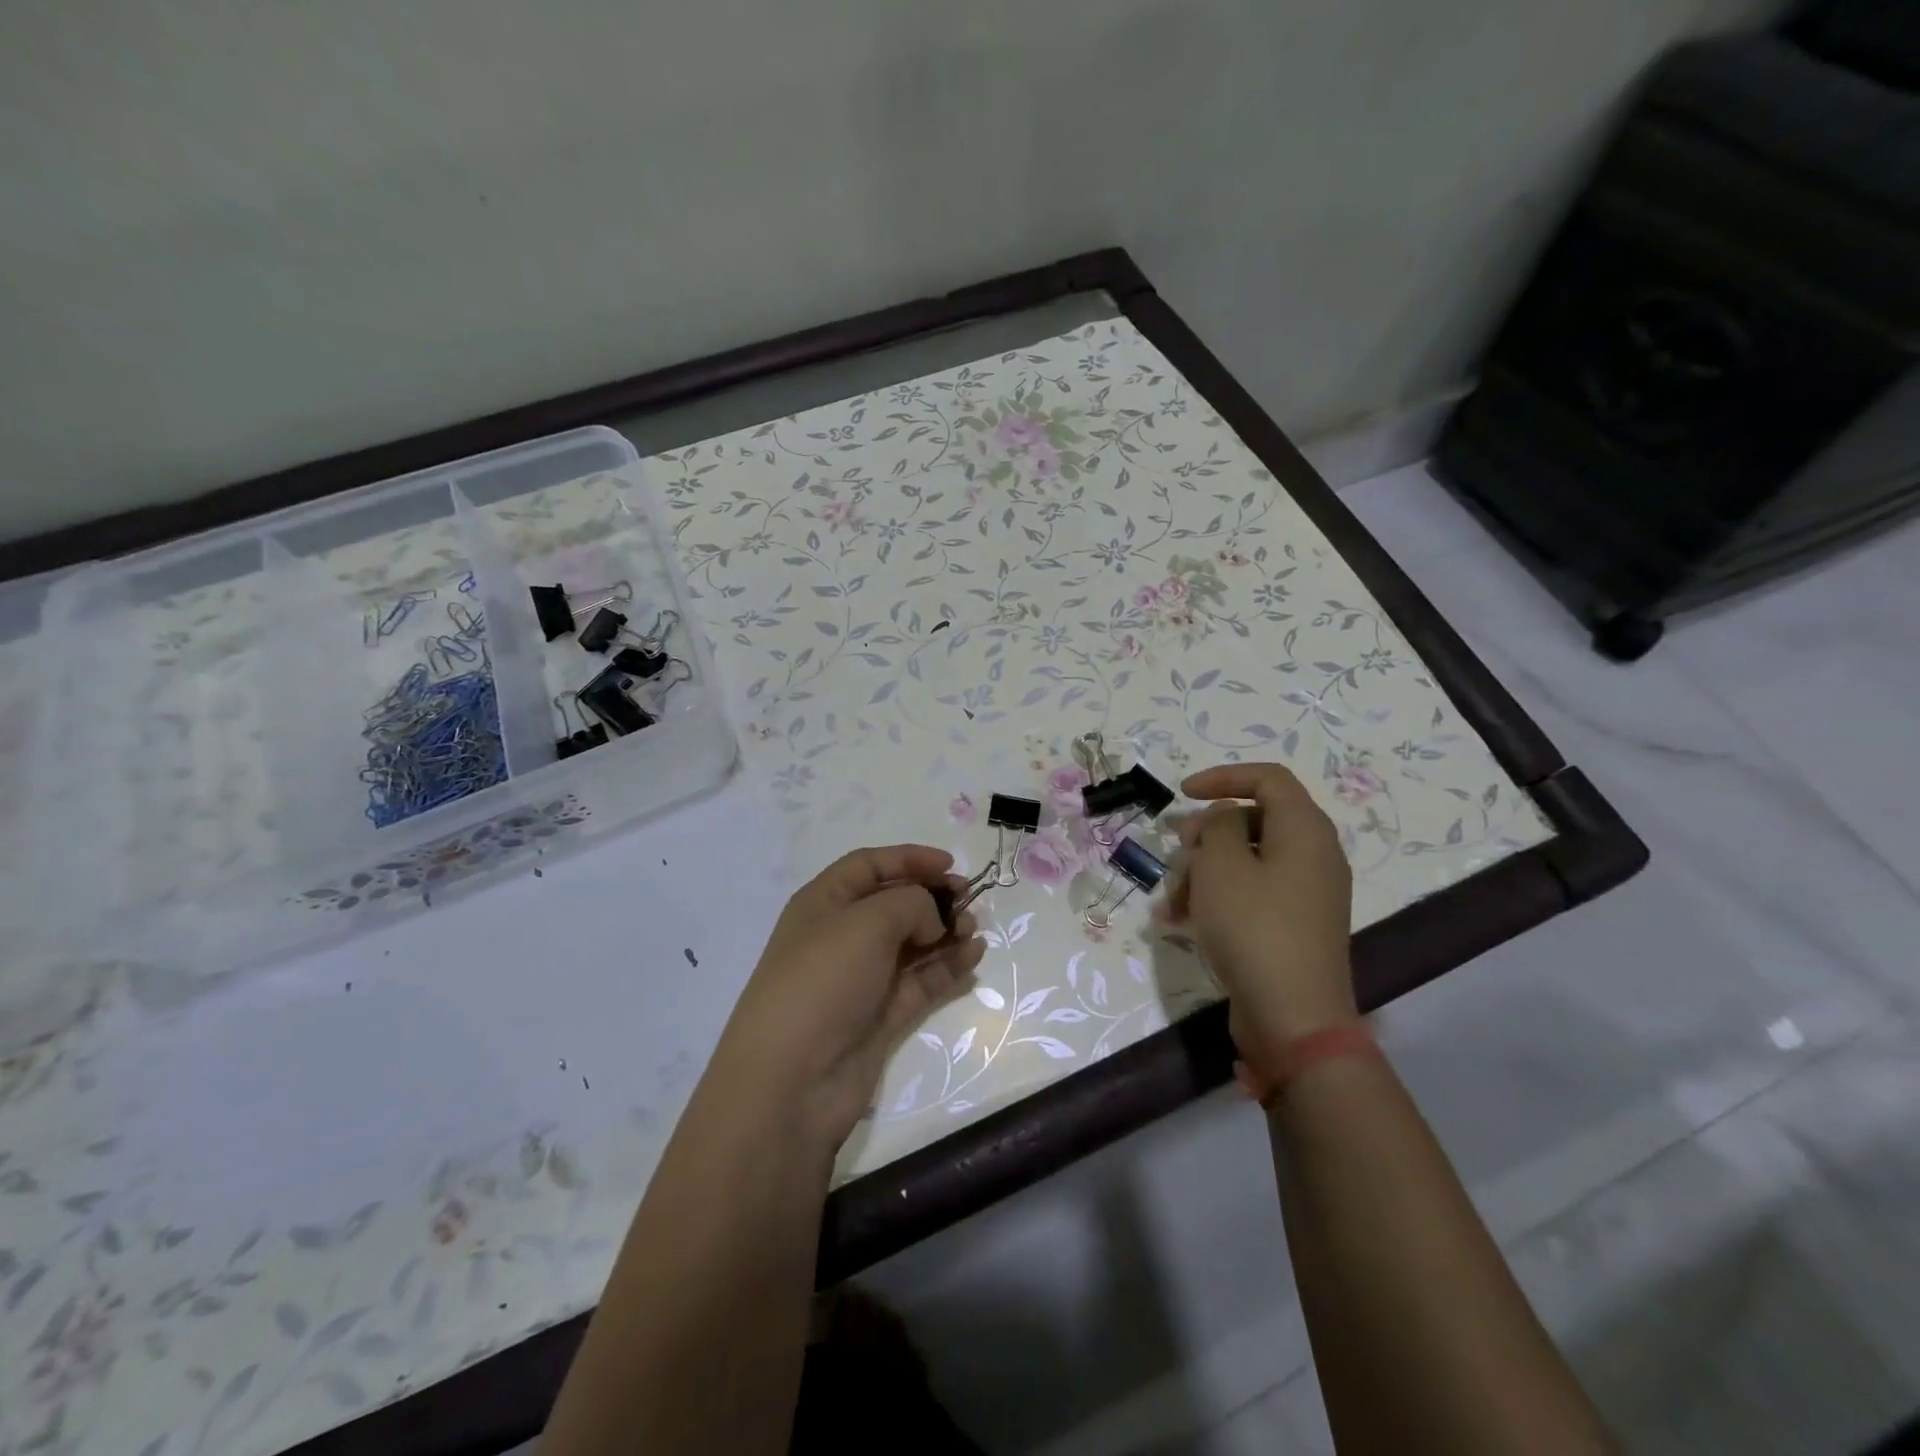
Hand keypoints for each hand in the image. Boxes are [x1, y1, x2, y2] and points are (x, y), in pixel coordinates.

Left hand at [710, 845, 986, 1149]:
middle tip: (970, 900)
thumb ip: (911, 904)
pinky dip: (948, 966)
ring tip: (974, 929)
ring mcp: (863, 977)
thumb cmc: (823, 981)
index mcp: (824, 902)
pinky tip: (974, 956)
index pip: (869, 865)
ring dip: (945, 931)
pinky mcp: (883, 1015)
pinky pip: (922, 980)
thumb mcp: (867, 922)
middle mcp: (843, 935)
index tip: (950, 864)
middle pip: (895, 903)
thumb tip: (931, 918)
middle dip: (933, 897)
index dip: (909, 859)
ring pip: (913, 942)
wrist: (792, 1081)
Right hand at [1165, 763, 1358, 1080]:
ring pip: (1246, 861)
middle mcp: (1313, 855)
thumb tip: (1226, 818)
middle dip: (1206, 833)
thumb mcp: (1222, 865)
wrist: (1294, 1018)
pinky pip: (1251, 894)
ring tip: (1172, 901)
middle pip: (1253, 821)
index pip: (1268, 778)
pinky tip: (1181, 921)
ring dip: (1203, 871)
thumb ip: (1218, 826)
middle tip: (1178, 850)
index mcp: (1305, 830)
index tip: (1182, 793)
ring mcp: (1305, 893)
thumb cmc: (1254, 928)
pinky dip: (1217, 898)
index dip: (1223, 777)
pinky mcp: (1292, 925)